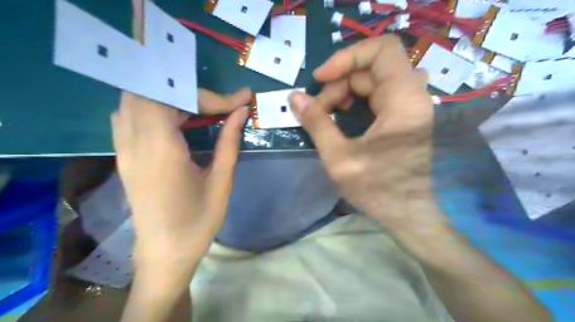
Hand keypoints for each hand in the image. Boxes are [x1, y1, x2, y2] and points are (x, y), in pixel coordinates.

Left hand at [113, 89, 251, 268]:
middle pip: (149, 91)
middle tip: (216, 106)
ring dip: (169, 98)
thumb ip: (229, 142)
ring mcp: (123, 149)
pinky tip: (176, 122)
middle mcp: (134, 143)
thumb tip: (241, 112)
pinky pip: (130, 116)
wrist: (164, 254)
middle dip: (188, 92)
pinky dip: (155, 109)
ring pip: (136, 101)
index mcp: (160, 151)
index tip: (239, 100)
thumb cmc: (197, 222)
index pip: (174, 99)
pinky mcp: (124, 156)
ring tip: (199, 112)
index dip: (209, 95)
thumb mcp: (221, 182)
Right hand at [287, 35, 443, 230]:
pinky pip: (378, 93)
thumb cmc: (376, 190)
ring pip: (373, 80)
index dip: (347, 57)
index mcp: (403, 101)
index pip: (382, 50)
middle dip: (339, 82)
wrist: (407, 214)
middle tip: (317, 107)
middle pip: (371, 67)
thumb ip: (316, 122)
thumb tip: (293, 97)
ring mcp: (410, 106)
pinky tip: (342, 115)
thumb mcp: (338, 157)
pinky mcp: (404, 116)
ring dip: (345, 91)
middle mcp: (412, 96)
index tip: (319, 78)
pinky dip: (356, 99)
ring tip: (327, 113)